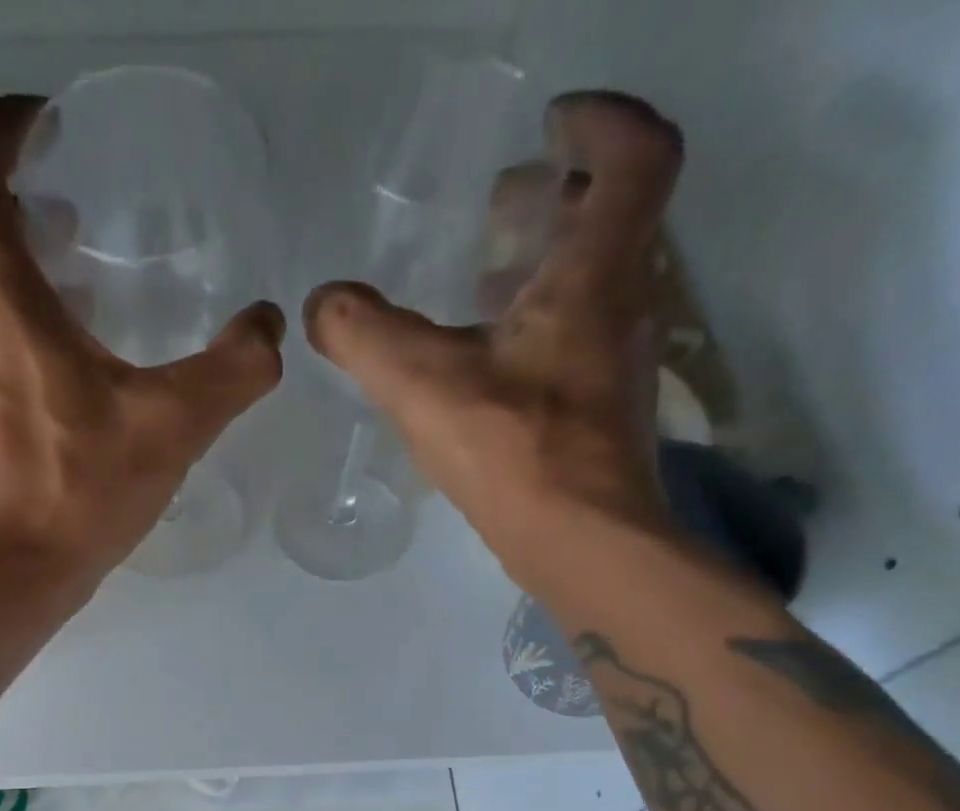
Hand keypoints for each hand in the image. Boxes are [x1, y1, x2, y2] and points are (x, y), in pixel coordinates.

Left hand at [0, 95, 286, 598]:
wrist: (3, 582)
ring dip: (9, 267)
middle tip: (68, 208)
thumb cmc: (74, 495)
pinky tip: (64, 372)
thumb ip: (232, 370)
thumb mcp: (170, 427)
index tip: (44, 124)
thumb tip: (269, 329)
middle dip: (7, 195)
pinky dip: (10, 328)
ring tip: (76, 284)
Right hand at [304, 91, 684, 579]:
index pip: (636, 154)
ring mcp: (620, 360)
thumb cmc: (513, 449)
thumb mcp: (422, 384)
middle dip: (559, 195)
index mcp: (595, 273)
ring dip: (548, 264)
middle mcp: (625, 303)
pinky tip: (490, 358)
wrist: (580, 541)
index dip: (600, 121)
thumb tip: (322, 305)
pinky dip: (541, 323)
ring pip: (596, 281)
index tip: (547, 125)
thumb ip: (365, 335)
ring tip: (485, 277)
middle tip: (499, 203)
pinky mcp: (606, 408)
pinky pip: (580, 337)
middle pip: (613, 217)